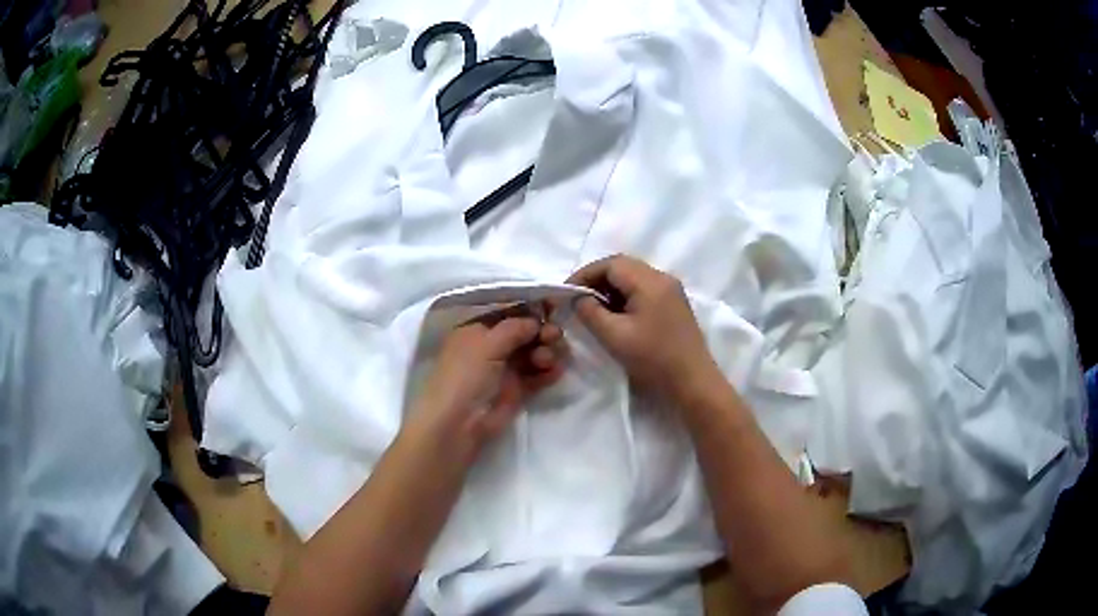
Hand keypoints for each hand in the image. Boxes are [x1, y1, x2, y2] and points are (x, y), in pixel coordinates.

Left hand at [406, 316, 566, 464]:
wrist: (458, 423)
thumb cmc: (466, 375)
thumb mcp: (487, 343)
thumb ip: (515, 327)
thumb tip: (536, 320)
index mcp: (477, 330)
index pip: (509, 313)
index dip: (531, 310)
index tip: (554, 307)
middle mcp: (491, 346)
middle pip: (524, 333)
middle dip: (542, 332)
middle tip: (555, 336)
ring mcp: (503, 369)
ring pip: (532, 353)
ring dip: (546, 351)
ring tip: (549, 360)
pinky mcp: (515, 390)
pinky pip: (536, 375)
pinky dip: (547, 372)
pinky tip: (555, 371)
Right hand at [567, 255, 718, 403]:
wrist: (692, 382)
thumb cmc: (653, 359)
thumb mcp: (614, 336)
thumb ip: (591, 313)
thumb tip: (579, 299)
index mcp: (650, 281)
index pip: (611, 264)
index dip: (585, 274)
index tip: (566, 292)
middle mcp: (663, 278)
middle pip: (624, 266)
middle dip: (597, 279)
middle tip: (577, 298)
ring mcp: (671, 291)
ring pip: (635, 277)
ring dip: (611, 288)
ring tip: (593, 307)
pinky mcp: (674, 305)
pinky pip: (645, 289)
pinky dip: (626, 296)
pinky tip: (615, 314)